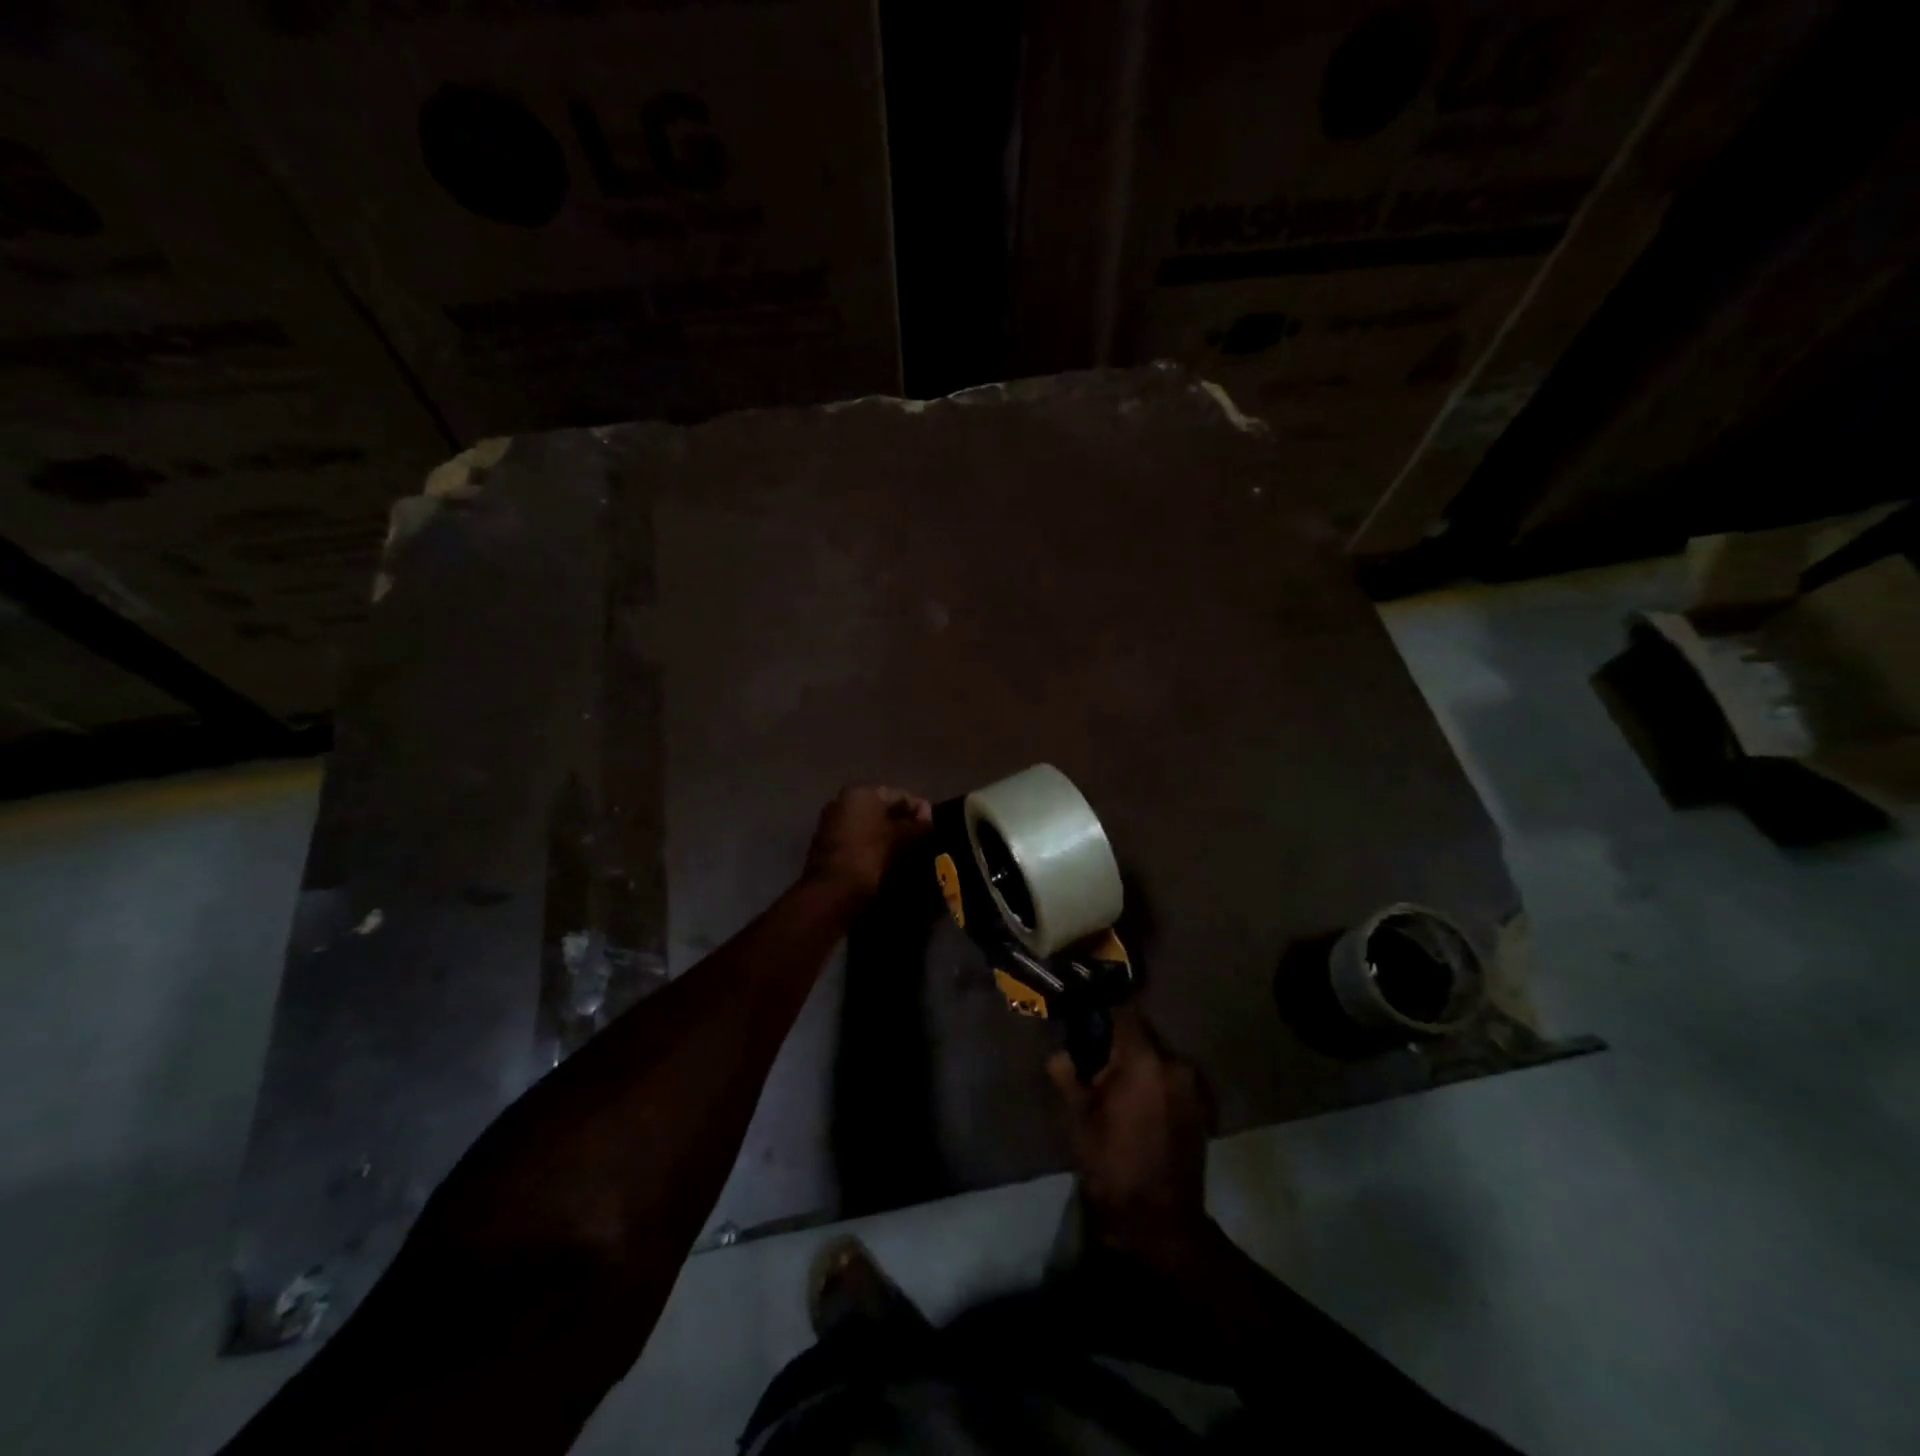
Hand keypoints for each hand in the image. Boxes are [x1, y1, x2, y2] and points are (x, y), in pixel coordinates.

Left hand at [802, 785, 932, 900]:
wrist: (833, 892)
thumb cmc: (872, 856)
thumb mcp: (903, 839)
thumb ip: (919, 824)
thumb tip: (927, 817)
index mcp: (861, 792)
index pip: (900, 795)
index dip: (920, 810)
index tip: (933, 827)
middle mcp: (842, 801)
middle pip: (882, 809)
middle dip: (902, 822)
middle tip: (922, 840)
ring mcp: (831, 823)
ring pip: (869, 825)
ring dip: (887, 836)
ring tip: (907, 853)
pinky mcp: (826, 846)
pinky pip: (857, 840)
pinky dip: (872, 846)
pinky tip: (886, 861)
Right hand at [1050, 1005, 1214, 1265]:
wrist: (1161, 1222)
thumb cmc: (1113, 1165)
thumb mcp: (1078, 1121)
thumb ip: (1068, 1077)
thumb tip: (1060, 1054)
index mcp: (1144, 1061)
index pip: (1125, 1014)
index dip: (1103, 1013)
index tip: (1086, 1017)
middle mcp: (1174, 1065)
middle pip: (1143, 1038)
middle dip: (1120, 1045)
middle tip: (1096, 1061)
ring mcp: (1193, 1088)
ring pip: (1158, 1061)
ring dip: (1139, 1066)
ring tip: (1117, 1088)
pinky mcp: (1201, 1110)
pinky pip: (1172, 1082)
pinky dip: (1155, 1085)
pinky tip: (1139, 1108)